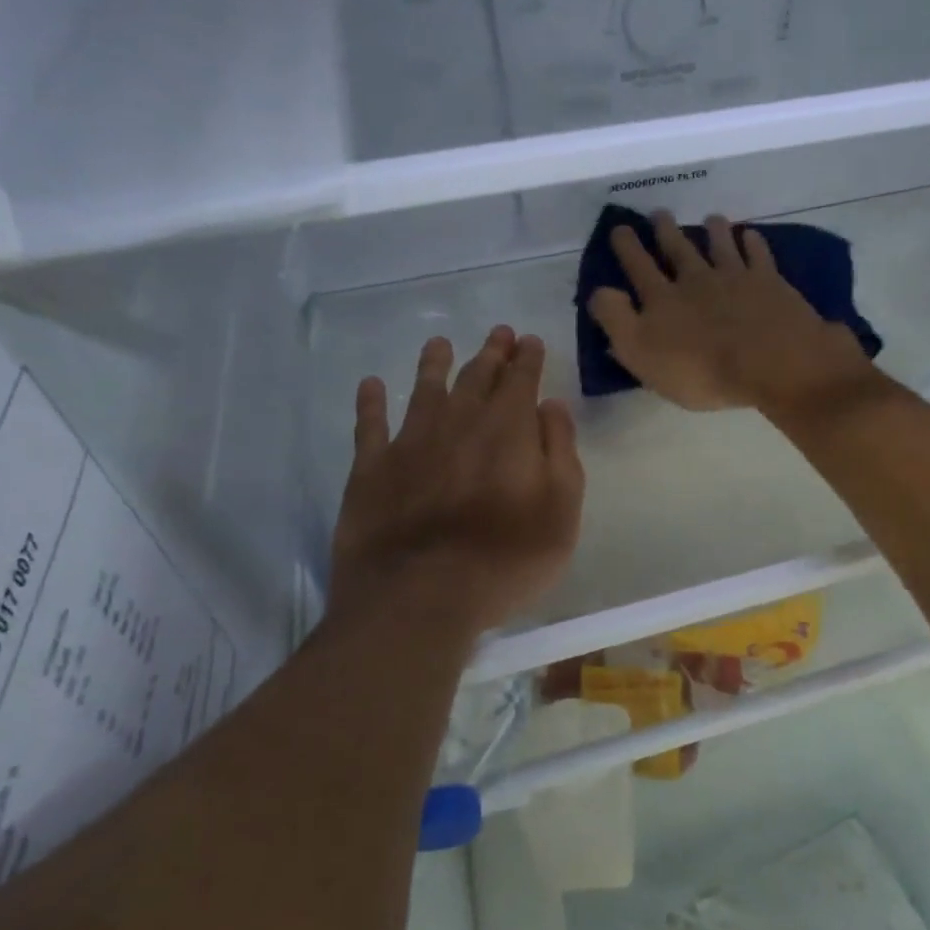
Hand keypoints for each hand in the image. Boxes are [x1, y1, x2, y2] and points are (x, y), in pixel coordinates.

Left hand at [330, 327, 583, 638]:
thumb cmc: (506, 558)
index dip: (527, 358)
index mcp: (507, 429)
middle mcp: (458, 422)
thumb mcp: (561, 508)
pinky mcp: (371, 469)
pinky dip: (370, 402)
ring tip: (439, 343)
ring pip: (424, 389)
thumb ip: (560, 450)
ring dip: (434, 364)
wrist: (421, 596)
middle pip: (476, 377)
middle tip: (497, 333)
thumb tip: (551, 405)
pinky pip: (369, 425)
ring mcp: (410, 442)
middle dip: (491, 353)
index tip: (529, 340)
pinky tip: (370, 384)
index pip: (521, 379)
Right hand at [588, 211, 877, 414]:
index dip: (627, 247)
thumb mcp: (642, 354)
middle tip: (660, 213)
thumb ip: (617, 321)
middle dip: (666, 230)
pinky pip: (758, 255)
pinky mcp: (769, 282)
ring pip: (720, 245)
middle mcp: (696, 279)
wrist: (771, 363)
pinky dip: (752, 242)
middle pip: (678, 249)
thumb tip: (600, 291)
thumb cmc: (701, 370)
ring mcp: (735, 276)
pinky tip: (750, 236)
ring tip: (709, 218)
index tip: (620, 227)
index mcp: (663, 299)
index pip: (638, 267)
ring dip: (713, 230)